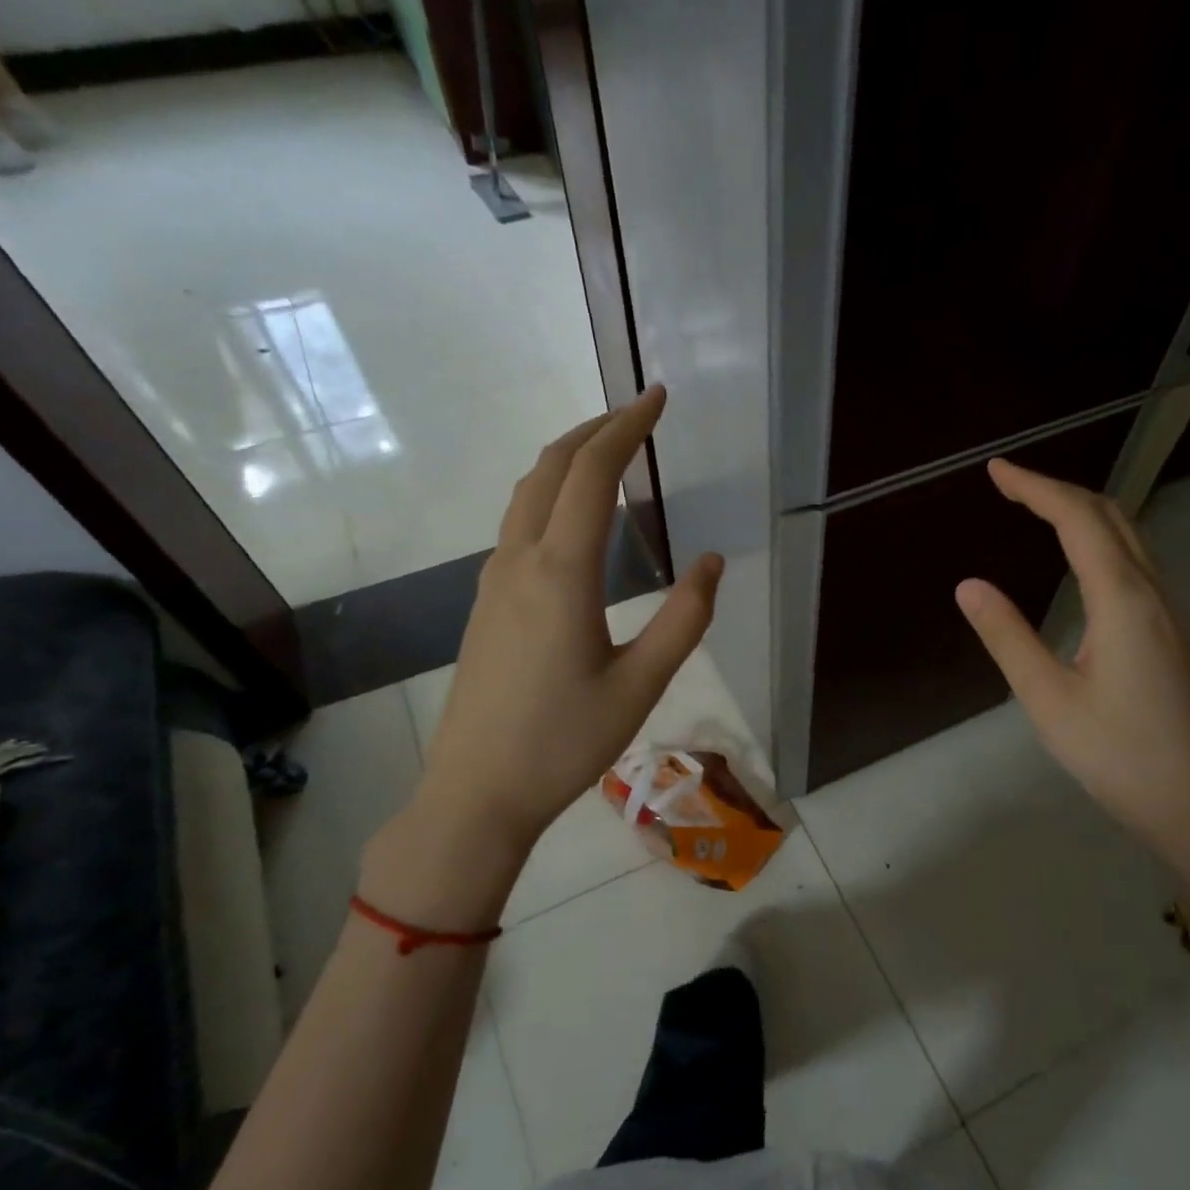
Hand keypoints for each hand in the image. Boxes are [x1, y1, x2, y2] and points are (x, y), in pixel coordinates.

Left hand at [402, 386, 722, 878]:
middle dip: (594, 430)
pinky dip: (550, 495)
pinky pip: (517, 525)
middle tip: (636, 413)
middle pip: (550, 468)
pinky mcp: (485, 604)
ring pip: (526, 493)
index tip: (657, 397)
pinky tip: (573, 519)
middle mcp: (519, 562)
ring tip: (608, 453)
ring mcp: (493, 581)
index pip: (592, 474)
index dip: (626, 427)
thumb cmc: (564, 742)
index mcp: (561, 573)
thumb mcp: (640, 685)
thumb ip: (683, 620)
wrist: (477, 792)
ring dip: (567, 460)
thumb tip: (712, 563)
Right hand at [955, 458, 1189, 890]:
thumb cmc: (1115, 755)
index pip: (1078, 521)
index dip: (1036, 488)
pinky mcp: (1167, 630)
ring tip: (1035, 507)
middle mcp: (1151, 592)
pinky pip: (1133, 560)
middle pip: (1110, 515)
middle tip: (1008, 483)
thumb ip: (1008, 637)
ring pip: (1128, 535)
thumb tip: (968, 584)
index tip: (995, 471)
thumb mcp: (1048, 700)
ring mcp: (1166, 611)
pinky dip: (1098, 537)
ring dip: (1082, 509)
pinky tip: (1078, 555)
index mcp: (1122, 601)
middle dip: (1058, 488)